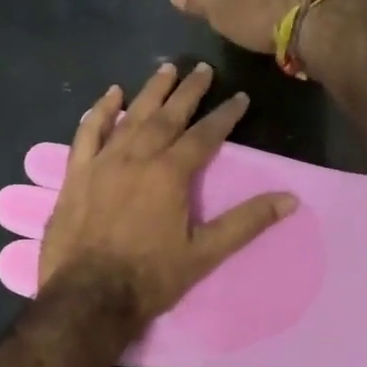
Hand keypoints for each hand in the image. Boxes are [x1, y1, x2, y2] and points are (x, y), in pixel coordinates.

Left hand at [39, 62, 297, 326]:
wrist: (88, 297)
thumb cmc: (150, 278)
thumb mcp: (205, 254)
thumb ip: (246, 222)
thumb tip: (290, 199)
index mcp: (170, 174)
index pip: (205, 136)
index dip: (225, 115)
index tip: (240, 98)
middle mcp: (136, 158)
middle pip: (167, 116)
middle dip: (189, 92)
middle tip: (203, 69)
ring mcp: (102, 163)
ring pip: (130, 117)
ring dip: (150, 92)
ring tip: (166, 69)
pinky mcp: (76, 174)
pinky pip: (88, 133)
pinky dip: (100, 112)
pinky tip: (110, 96)